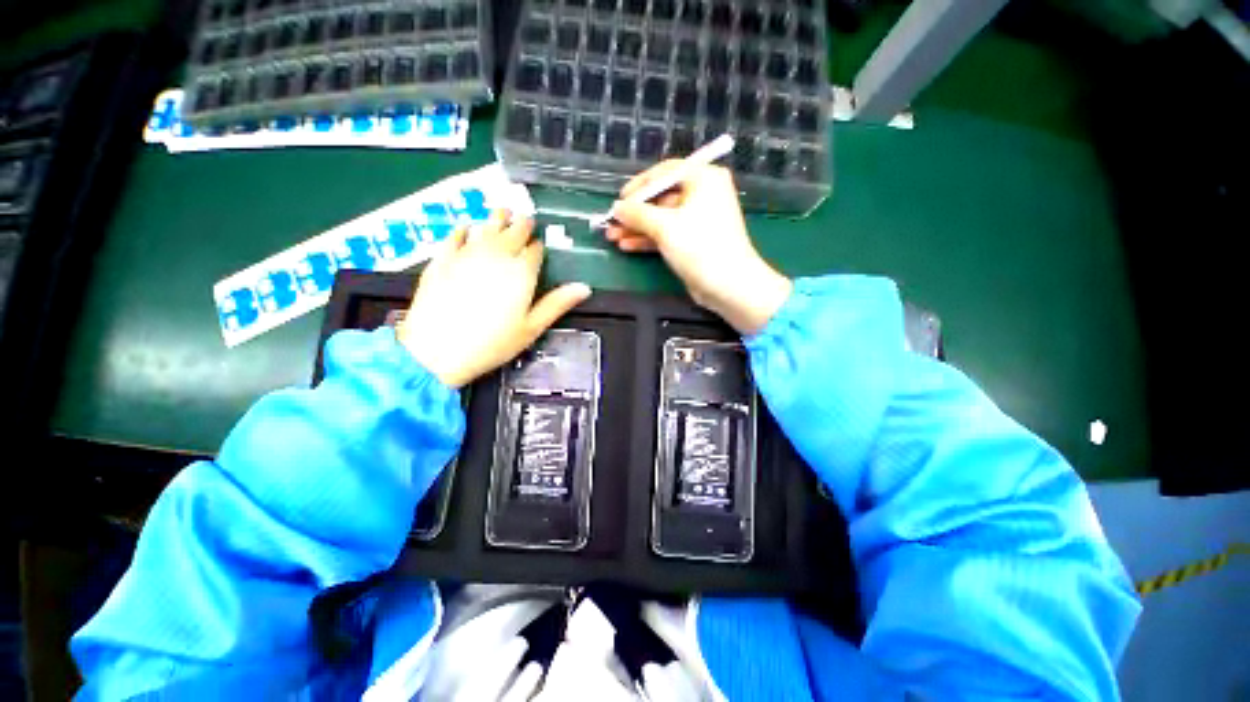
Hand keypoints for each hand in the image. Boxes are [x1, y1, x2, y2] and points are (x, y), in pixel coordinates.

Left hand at [399, 212, 591, 387]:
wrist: (436, 350)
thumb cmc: (492, 343)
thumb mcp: (532, 327)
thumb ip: (557, 304)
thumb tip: (584, 288)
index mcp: (522, 272)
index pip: (535, 250)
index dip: (538, 247)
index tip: (539, 247)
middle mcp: (497, 256)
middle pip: (512, 232)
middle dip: (521, 225)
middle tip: (525, 219)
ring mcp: (467, 254)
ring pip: (486, 227)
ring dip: (497, 218)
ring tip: (503, 212)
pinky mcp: (442, 259)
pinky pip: (455, 236)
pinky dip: (464, 229)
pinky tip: (467, 227)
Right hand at [604, 162, 791, 334]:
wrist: (728, 285)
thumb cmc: (700, 246)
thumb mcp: (665, 226)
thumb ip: (637, 213)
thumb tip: (617, 208)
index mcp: (703, 179)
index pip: (665, 172)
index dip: (639, 185)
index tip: (619, 200)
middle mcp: (703, 195)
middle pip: (661, 197)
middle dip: (635, 212)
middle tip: (611, 222)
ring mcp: (698, 220)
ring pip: (662, 219)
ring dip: (637, 227)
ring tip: (613, 236)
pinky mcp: (694, 242)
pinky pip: (667, 234)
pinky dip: (648, 239)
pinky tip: (628, 245)